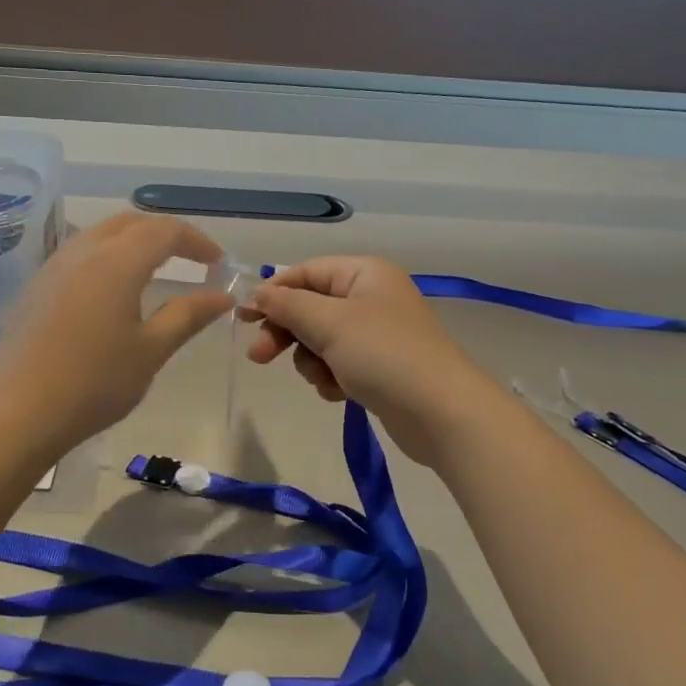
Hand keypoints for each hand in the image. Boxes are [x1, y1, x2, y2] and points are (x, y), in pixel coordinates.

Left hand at [0, 212, 232, 454]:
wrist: (18, 412)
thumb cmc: (95, 383)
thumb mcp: (152, 350)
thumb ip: (189, 315)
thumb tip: (223, 295)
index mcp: (117, 261)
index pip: (165, 231)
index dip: (196, 241)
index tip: (218, 263)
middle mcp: (84, 251)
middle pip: (131, 223)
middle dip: (165, 233)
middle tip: (191, 258)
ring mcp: (54, 267)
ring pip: (101, 234)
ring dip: (134, 241)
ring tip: (156, 269)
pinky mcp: (36, 287)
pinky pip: (79, 253)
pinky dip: (108, 256)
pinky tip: (113, 289)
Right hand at [244, 255, 506, 465]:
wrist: (441, 413)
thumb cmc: (383, 355)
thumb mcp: (329, 323)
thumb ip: (288, 305)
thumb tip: (258, 293)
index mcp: (364, 273)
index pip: (307, 272)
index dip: (274, 292)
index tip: (243, 316)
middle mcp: (371, 297)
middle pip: (311, 307)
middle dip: (287, 332)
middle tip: (259, 357)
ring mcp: (377, 334)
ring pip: (321, 339)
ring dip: (311, 360)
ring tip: (322, 378)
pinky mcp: (380, 367)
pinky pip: (339, 364)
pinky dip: (331, 377)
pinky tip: (338, 393)